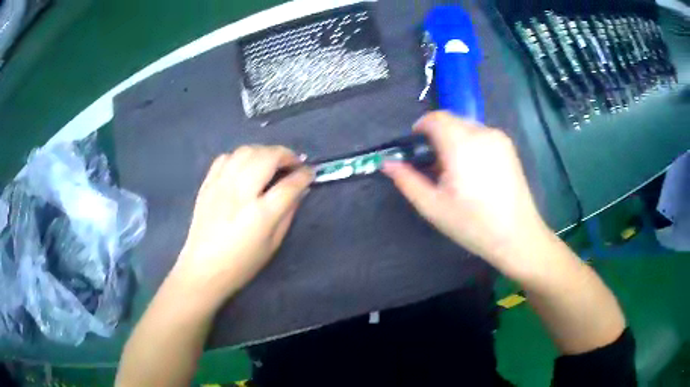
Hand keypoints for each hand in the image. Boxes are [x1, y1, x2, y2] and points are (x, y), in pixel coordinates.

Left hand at [172, 146, 312, 302]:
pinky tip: (245, 167)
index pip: (289, 185)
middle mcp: (240, 193)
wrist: (204, 268)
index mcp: (260, 215)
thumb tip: (298, 190)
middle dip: (286, 155)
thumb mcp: (273, 244)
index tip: (310, 172)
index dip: (304, 175)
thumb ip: (288, 213)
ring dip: (264, 151)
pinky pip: (225, 157)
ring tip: (271, 162)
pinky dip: (240, 157)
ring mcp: (221, 186)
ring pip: (246, 151)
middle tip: (293, 163)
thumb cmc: (242, 263)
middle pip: (267, 158)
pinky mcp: (207, 184)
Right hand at [382, 111, 550, 279]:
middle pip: (451, 120)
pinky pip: (481, 135)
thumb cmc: (473, 224)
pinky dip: (470, 144)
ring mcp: (499, 138)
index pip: (435, 118)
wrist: (517, 236)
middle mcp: (482, 133)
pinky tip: (475, 172)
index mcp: (461, 145)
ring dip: (454, 140)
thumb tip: (387, 163)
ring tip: (457, 172)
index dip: (421, 128)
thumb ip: (407, 181)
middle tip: (436, 167)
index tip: (416, 148)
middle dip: (437, 136)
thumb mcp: (433, 207)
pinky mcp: (509, 147)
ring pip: (466, 127)